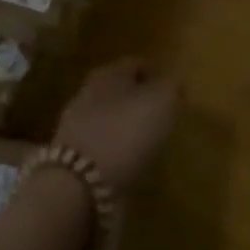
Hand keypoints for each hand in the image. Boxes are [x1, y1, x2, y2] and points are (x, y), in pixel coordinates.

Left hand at [52, 57, 179, 191]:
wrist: (79, 186)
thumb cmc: (124, 133)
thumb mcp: (161, 102)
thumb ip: (172, 86)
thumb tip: (176, 80)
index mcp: (108, 73)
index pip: (136, 63)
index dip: (156, 72)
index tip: (173, 87)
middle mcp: (88, 93)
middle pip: (120, 90)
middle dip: (140, 99)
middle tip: (163, 114)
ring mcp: (77, 127)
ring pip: (109, 118)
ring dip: (127, 127)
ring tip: (150, 141)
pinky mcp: (74, 159)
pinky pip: (102, 148)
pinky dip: (117, 153)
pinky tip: (131, 164)